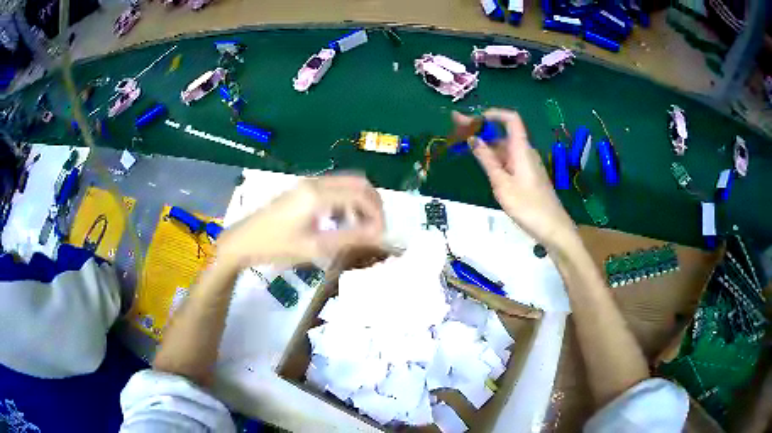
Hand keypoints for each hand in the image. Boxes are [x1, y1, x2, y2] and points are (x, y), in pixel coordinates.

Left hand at [217, 174, 384, 268]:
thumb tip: (379, 235)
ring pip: (346, 184)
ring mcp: (309, 183)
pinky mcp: (303, 189)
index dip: (378, 213)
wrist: (244, 240)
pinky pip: (334, 189)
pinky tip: (342, 221)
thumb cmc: (276, 246)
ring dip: (359, 202)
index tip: (381, 234)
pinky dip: (346, 201)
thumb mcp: (315, 247)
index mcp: (319, 194)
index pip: (362, 194)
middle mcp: (317, 182)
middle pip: (357, 182)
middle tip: (376, 228)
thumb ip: (349, 238)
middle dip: (372, 203)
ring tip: (361, 228)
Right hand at [453, 109, 577, 250]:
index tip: (473, 118)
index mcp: (521, 149)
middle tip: (456, 126)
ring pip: (504, 147)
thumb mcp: (502, 184)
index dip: (493, 113)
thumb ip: (487, 160)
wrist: (552, 228)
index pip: (510, 119)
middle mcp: (525, 152)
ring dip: (485, 143)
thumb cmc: (528, 206)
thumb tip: (473, 139)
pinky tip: (481, 163)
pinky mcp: (527, 175)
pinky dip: (493, 157)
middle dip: (480, 128)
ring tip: (462, 144)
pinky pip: (508, 159)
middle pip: (503, 133)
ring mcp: (527, 164)